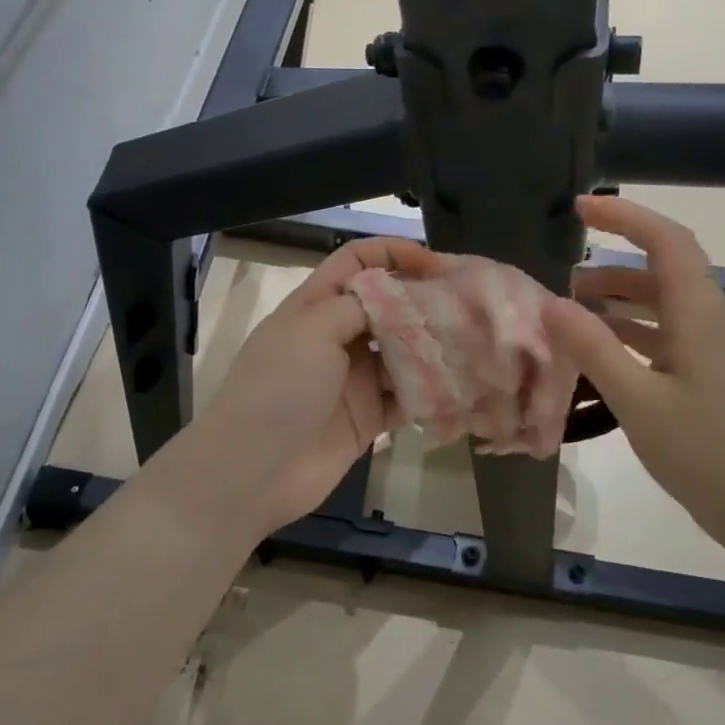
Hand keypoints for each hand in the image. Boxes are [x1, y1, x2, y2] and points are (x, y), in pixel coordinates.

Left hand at [197, 237, 445, 535]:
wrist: (252, 471)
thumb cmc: (278, 388)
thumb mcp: (312, 329)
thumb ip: (358, 305)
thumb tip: (397, 297)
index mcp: (316, 305)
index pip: (357, 261)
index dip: (394, 254)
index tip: (437, 264)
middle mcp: (338, 336)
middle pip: (388, 306)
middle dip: (424, 301)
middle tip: (467, 306)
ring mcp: (354, 378)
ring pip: (403, 352)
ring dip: (433, 347)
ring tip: (471, 344)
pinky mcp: (369, 417)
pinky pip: (407, 397)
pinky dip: (431, 391)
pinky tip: (459, 386)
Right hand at [543, 197, 724, 531]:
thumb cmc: (705, 451)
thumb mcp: (638, 399)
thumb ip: (592, 348)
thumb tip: (550, 304)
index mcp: (698, 313)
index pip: (666, 240)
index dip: (625, 216)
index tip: (581, 208)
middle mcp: (708, 321)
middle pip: (663, 268)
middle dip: (614, 260)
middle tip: (564, 272)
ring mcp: (709, 350)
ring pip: (661, 304)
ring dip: (619, 297)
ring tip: (571, 309)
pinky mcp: (705, 377)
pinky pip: (662, 335)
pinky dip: (628, 331)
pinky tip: (598, 351)